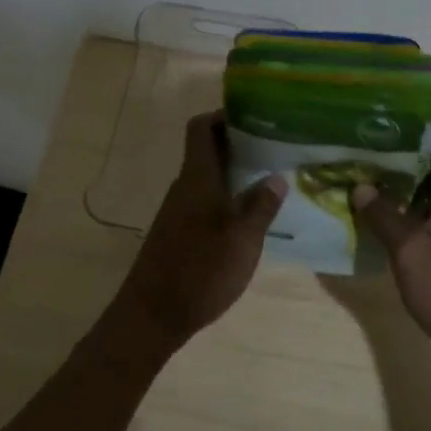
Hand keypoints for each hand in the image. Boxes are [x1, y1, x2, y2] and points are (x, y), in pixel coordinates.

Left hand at [115, 112, 285, 342]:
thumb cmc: (200, 271)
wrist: (153, 315)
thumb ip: (261, 206)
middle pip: (207, 150)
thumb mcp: (243, 240)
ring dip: (235, 173)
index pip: (201, 128)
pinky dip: (227, 197)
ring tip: (271, 179)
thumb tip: (277, 176)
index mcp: (198, 178)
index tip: (255, 118)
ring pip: (208, 177)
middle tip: (275, 148)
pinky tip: (250, 216)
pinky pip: (205, 200)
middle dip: (239, 144)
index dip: (223, 116)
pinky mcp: (179, 232)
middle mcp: (185, 187)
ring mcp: (179, 210)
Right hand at [349, 117, 430, 376]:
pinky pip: (421, 208)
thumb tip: (359, 185)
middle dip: (404, 143)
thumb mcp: (412, 255)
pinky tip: (366, 208)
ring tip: (356, 167)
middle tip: (363, 139)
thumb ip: (385, 217)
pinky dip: (398, 202)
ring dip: (397, 174)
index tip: (396, 116)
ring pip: (427, 182)